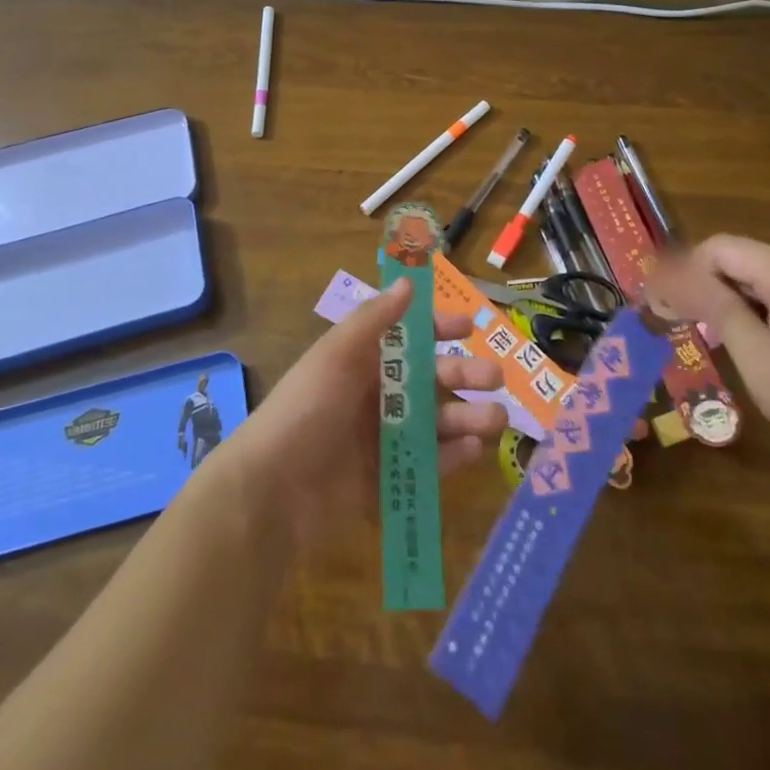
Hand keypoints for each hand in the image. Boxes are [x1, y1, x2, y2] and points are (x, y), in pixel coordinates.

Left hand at [220, 278, 507, 548]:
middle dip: (464, 375)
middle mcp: (376, 396)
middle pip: (430, 381)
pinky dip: (452, 456)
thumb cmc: (307, 408)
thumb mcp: (337, 354)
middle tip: (495, 378)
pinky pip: (428, 464)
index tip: (469, 328)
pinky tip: (475, 449)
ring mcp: (383, 440)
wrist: (274, 489)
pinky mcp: (387, 480)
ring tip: (496, 420)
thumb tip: (409, 280)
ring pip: (436, 423)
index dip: (438, 330)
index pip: (408, 338)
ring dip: (467, 417)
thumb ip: (375, 318)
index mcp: (362, 362)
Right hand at [647, 236, 769, 505]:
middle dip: (718, 291)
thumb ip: (717, 310)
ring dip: (751, 304)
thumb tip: (672, 274)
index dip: (686, 271)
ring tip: (746, 352)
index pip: (720, 248)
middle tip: (700, 335)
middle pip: (751, 261)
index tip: (666, 306)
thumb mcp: (763, 365)